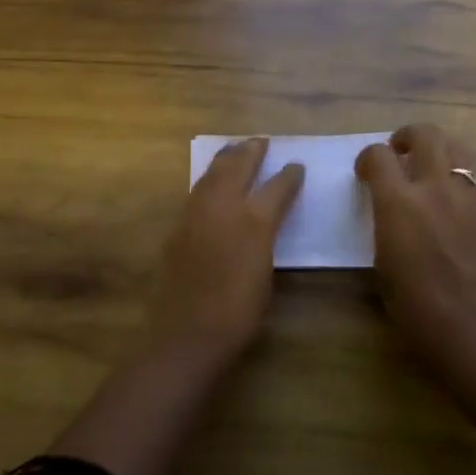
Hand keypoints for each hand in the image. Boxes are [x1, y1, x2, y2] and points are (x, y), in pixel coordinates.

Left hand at [149, 137, 304, 362]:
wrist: (188, 333)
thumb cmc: (238, 312)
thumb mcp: (266, 273)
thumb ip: (266, 238)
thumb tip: (265, 219)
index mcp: (253, 221)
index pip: (277, 187)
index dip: (289, 175)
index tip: (297, 165)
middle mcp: (224, 207)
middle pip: (238, 166)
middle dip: (251, 151)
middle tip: (261, 141)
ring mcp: (196, 213)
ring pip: (212, 172)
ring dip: (227, 157)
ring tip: (236, 149)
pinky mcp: (178, 226)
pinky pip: (198, 189)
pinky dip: (209, 177)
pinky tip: (212, 180)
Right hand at [356, 125, 475, 426]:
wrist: (473, 331)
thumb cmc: (414, 308)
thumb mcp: (382, 261)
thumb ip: (384, 221)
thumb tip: (386, 207)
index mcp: (399, 202)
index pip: (379, 155)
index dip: (367, 158)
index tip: (364, 173)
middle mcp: (434, 188)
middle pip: (426, 134)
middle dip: (407, 137)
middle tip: (398, 153)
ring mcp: (466, 198)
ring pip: (456, 148)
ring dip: (437, 150)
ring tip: (426, 168)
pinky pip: (470, 178)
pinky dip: (455, 177)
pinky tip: (446, 201)